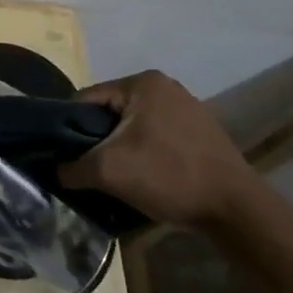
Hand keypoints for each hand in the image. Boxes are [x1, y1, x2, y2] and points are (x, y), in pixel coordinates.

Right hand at [56, 70, 266, 231]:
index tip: (64, 155)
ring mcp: (186, 107)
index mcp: (141, 82)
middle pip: (109, 112)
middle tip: (88, 167)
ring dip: (119, 147)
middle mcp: (164, 86)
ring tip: (114, 174)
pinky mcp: (199, 130)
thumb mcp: (107, 171)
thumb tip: (55, 170)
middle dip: (95, 139)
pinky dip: (143, 152)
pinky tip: (144, 175)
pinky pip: (155, 135)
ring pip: (132, 125)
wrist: (236, 210)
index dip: (67, 127)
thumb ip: (71, 166)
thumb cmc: (168, 176)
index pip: (85, 99)